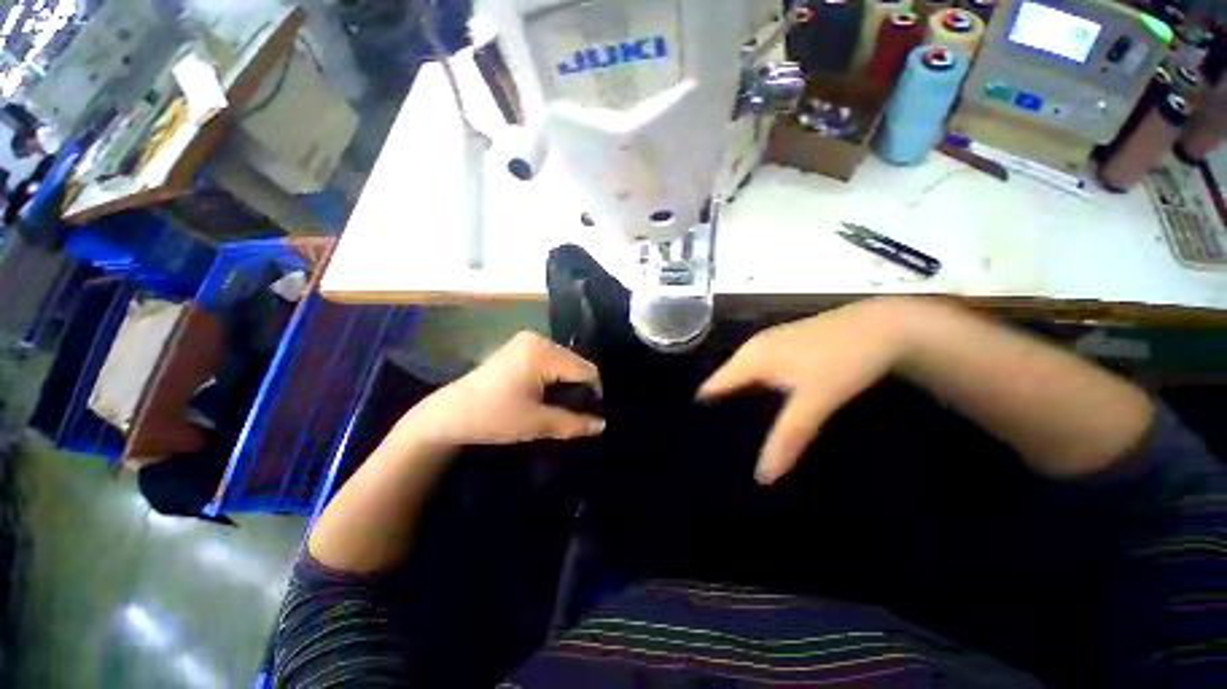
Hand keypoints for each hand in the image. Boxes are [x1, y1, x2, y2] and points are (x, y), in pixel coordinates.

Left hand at [400, 332, 605, 447]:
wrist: (451, 414)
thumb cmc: (494, 416)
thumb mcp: (538, 423)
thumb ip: (574, 423)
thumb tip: (602, 424)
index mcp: (544, 351)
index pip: (587, 370)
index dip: (594, 395)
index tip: (590, 420)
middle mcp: (537, 339)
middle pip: (575, 365)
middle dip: (579, 391)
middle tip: (576, 420)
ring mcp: (524, 343)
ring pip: (561, 366)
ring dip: (564, 388)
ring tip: (560, 413)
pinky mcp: (515, 352)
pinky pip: (546, 364)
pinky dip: (550, 382)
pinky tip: (544, 403)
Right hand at [698, 300, 906, 484]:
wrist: (888, 329)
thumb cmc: (844, 358)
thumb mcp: (815, 400)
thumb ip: (787, 437)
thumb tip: (760, 479)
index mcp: (754, 355)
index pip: (712, 389)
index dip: (703, 420)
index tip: (697, 455)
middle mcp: (762, 350)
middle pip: (732, 392)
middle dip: (728, 425)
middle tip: (721, 463)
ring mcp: (784, 352)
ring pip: (756, 391)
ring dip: (753, 419)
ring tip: (746, 456)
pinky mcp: (804, 358)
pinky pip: (776, 389)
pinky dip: (774, 410)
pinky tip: (780, 432)